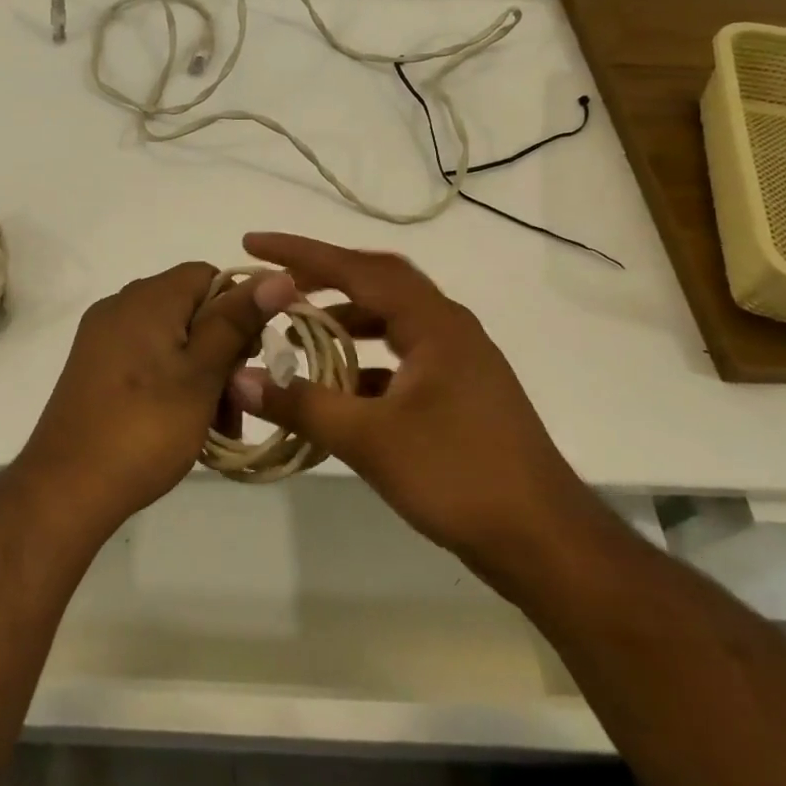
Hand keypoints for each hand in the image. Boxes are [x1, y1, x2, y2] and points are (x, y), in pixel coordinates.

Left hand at [23, 262, 297, 528]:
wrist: (66, 487)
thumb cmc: (145, 426)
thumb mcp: (202, 374)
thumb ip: (237, 321)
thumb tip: (278, 274)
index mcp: (147, 297)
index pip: (208, 276)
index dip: (239, 310)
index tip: (251, 358)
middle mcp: (121, 306)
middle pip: (190, 308)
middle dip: (222, 350)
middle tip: (237, 401)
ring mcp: (102, 337)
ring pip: (171, 339)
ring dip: (200, 373)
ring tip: (216, 425)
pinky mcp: (93, 367)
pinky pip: (146, 359)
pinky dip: (171, 381)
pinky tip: (183, 423)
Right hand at [229, 233, 602, 590]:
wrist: (546, 542)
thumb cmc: (459, 476)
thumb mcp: (370, 440)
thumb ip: (302, 405)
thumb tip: (239, 379)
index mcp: (433, 322)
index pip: (356, 268)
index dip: (300, 253)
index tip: (254, 243)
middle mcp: (448, 328)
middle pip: (377, 282)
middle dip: (323, 277)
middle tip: (276, 284)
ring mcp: (459, 361)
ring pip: (391, 320)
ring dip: (345, 320)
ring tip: (299, 333)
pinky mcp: (461, 393)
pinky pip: (402, 356)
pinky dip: (365, 361)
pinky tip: (339, 389)